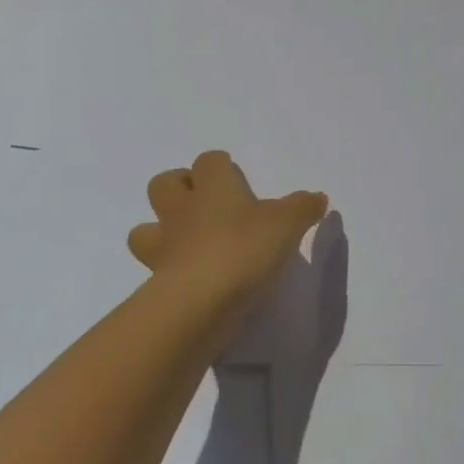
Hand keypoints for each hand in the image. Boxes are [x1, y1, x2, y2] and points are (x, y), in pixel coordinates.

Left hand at [127, 151, 327, 315]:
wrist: (201, 302)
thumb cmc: (245, 248)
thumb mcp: (287, 224)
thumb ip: (303, 208)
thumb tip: (317, 197)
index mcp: (213, 187)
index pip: (209, 161)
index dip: (220, 166)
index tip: (235, 177)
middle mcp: (183, 210)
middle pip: (165, 183)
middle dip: (180, 188)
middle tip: (206, 203)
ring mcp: (165, 247)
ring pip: (145, 228)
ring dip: (161, 230)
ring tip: (189, 244)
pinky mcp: (158, 282)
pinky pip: (157, 268)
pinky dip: (170, 270)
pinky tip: (193, 279)